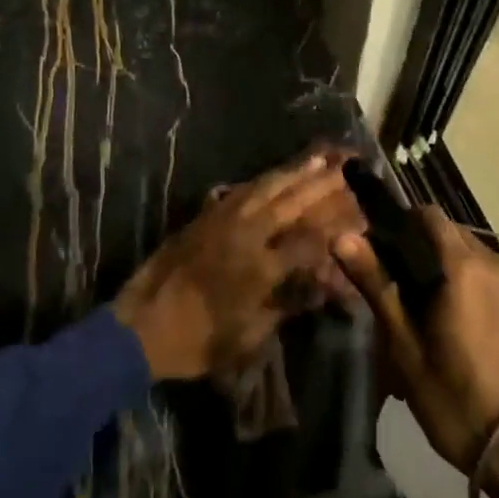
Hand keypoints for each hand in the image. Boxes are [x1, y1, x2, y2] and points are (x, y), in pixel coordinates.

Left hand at [112, 153, 362, 380]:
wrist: (141, 326)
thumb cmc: (198, 340)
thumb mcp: (250, 335)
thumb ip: (287, 305)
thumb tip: (319, 287)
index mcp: (261, 266)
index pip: (309, 241)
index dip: (335, 231)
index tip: (357, 221)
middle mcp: (246, 234)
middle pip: (291, 203)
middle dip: (321, 186)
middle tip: (345, 168)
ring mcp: (223, 220)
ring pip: (266, 188)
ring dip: (294, 172)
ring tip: (318, 157)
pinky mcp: (204, 216)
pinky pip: (240, 190)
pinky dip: (262, 180)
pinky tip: (273, 175)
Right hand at [336, 207, 498, 497]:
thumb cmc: (456, 396)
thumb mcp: (404, 344)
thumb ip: (376, 283)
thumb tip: (341, 237)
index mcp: (464, 265)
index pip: (426, 215)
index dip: (397, 224)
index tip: (376, 251)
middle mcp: (493, 261)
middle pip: (446, 232)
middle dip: (416, 247)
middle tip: (390, 286)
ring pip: (465, 253)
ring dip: (438, 266)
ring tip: (415, 309)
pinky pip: (482, 273)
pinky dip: (460, 281)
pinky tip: (445, 320)